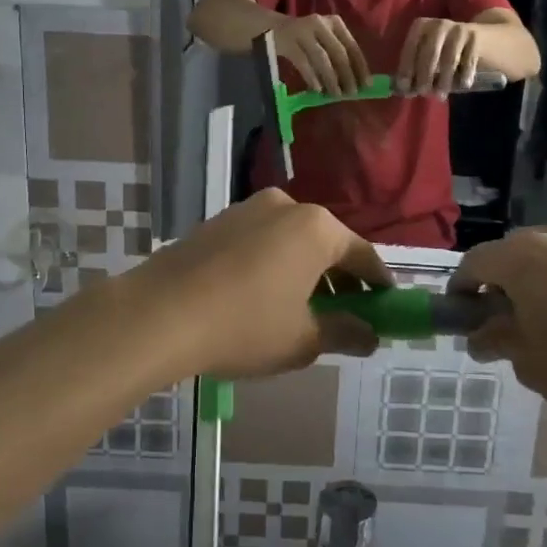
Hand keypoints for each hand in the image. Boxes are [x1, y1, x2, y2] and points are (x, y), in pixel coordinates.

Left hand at [130, 190, 391, 379]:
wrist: (159, 314)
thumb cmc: (244, 326)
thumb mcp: (302, 339)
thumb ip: (345, 333)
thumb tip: (371, 336)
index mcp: (316, 228)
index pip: (362, 254)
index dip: (378, 284)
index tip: (386, 307)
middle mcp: (286, 206)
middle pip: (326, 244)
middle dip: (339, 279)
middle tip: (344, 315)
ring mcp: (247, 209)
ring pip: (291, 241)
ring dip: (304, 271)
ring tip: (301, 311)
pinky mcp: (217, 221)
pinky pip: (261, 241)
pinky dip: (273, 264)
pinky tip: (262, 297)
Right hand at [274, 13, 371, 97]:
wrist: (272, 28)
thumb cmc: (306, 39)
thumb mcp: (324, 39)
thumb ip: (338, 55)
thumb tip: (356, 81)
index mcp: (334, 23)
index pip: (352, 45)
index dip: (360, 66)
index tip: (366, 84)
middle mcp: (320, 23)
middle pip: (338, 52)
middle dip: (347, 75)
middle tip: (351, 93)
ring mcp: (302, 31)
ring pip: (322, 58)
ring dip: (331, 78)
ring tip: (336, 94)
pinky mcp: (287, 42)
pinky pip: (303, 62)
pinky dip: (312, 77)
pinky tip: (317, 89)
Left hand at [397, 18, 479, 96]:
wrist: (486, 39)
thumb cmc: (448, 52)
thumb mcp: (430, 57)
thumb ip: (416, 71)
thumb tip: (404, 91)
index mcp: (421, 26)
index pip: (410, 49)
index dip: (406, 69)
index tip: (405, 88)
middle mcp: (438, 24)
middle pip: (428, 54)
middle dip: (424, 77)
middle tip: (424, 93)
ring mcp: (458, 29)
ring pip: (448, 60)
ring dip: (443, 81)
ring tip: (441, 95)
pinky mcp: (476, 37)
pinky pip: (468, 62)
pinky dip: (464, 76)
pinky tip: (463, 85)